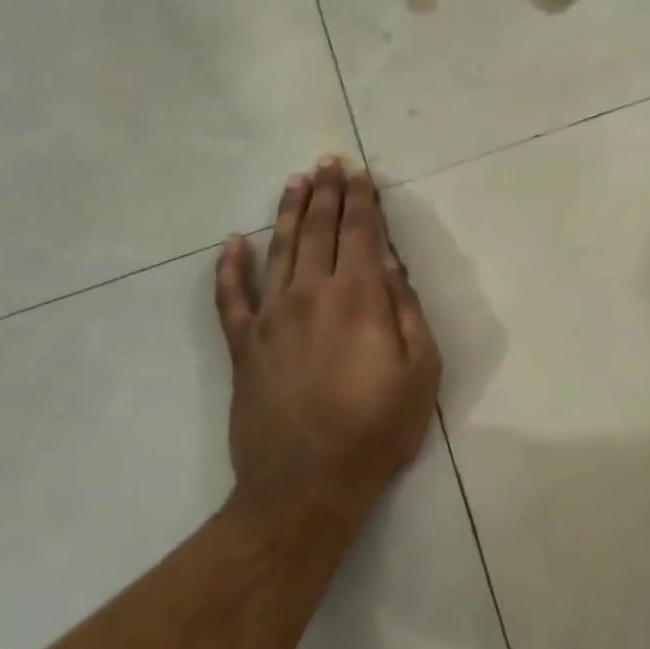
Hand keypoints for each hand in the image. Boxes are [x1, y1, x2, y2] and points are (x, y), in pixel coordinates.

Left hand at [216, 158, 441, 522]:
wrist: (305, 486)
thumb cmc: (375, 428)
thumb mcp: (420, 369)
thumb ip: (406, 309)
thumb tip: (391, 264)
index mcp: (358, 296)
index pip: (360, 232)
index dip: (360, 199)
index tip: (358, 173)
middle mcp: (311, 293)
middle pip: (318, 229)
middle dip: (326, 192)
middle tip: (327, 162)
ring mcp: (271, 317)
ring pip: (278, 249)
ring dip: (287, 212)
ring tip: (294, 181)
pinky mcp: (244, 345)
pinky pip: (230, 298)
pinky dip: (229, 268)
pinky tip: (230, 243)